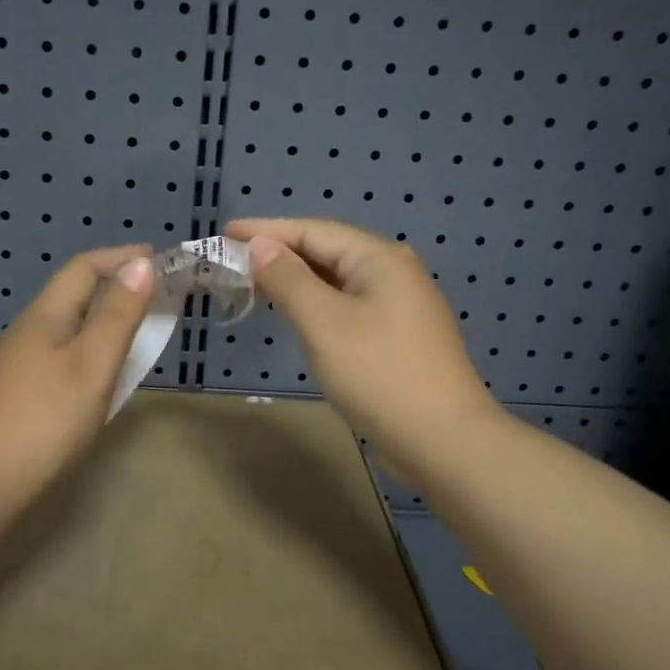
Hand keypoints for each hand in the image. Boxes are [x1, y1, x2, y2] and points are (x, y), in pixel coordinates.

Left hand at [0, 244, 156, 506]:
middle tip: (155, 301)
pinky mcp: (14, 395)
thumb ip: (118, 316)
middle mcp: (26, 332)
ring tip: (134, 337)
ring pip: (65, 329)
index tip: (160, 261)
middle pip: (72, 295)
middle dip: (114, 289)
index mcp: (44, 316)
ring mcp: (15, 365)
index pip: (84, 268)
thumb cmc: (43, 420)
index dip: (122, 258)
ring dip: (101, 322)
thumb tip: (141, 264)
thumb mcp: (92, 365)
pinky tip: (97, 380)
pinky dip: (88, 352)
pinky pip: (58, 357)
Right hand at [225, 217, 502, 480]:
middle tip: (235, 258)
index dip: (267, 231)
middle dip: (281, 251)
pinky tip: (299, 310)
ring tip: (258, 280)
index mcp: (379, 259)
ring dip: (298, 277)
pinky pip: (349, 302)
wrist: (443, 439)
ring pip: (339, 278)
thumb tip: (261, 246)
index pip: (313, 230)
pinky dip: (318, 300)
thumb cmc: (379, 374)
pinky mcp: (400, 333)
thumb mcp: (325, 323)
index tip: (226, 233)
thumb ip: (289, 279)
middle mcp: (394, 271)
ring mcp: (401, 303)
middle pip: (329, 249)